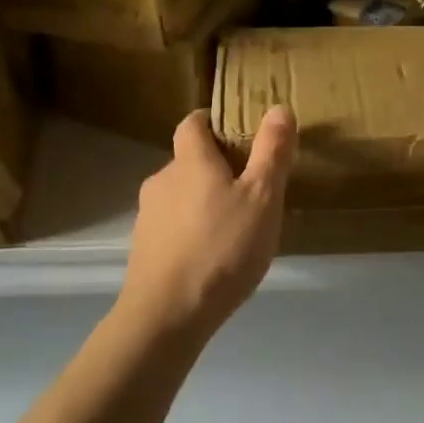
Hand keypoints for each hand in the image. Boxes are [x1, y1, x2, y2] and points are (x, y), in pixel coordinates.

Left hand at [119, 106, 296, 339]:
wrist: (168, 314)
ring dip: (204, 200)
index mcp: (190, 161)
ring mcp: (148, 215)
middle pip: (188, 160)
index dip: (212, 121)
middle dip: (216, 166)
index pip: (193, 123)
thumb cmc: (222, 248)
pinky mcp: (144, 247)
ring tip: (236, 226)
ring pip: (180, 195)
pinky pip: (173, 225)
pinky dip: (192, 229)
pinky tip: (213, 255)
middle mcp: (162, 180)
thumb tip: (279, 108)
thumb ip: (272, 152)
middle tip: (251, 187)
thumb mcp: (263, 198)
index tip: (237, 131)